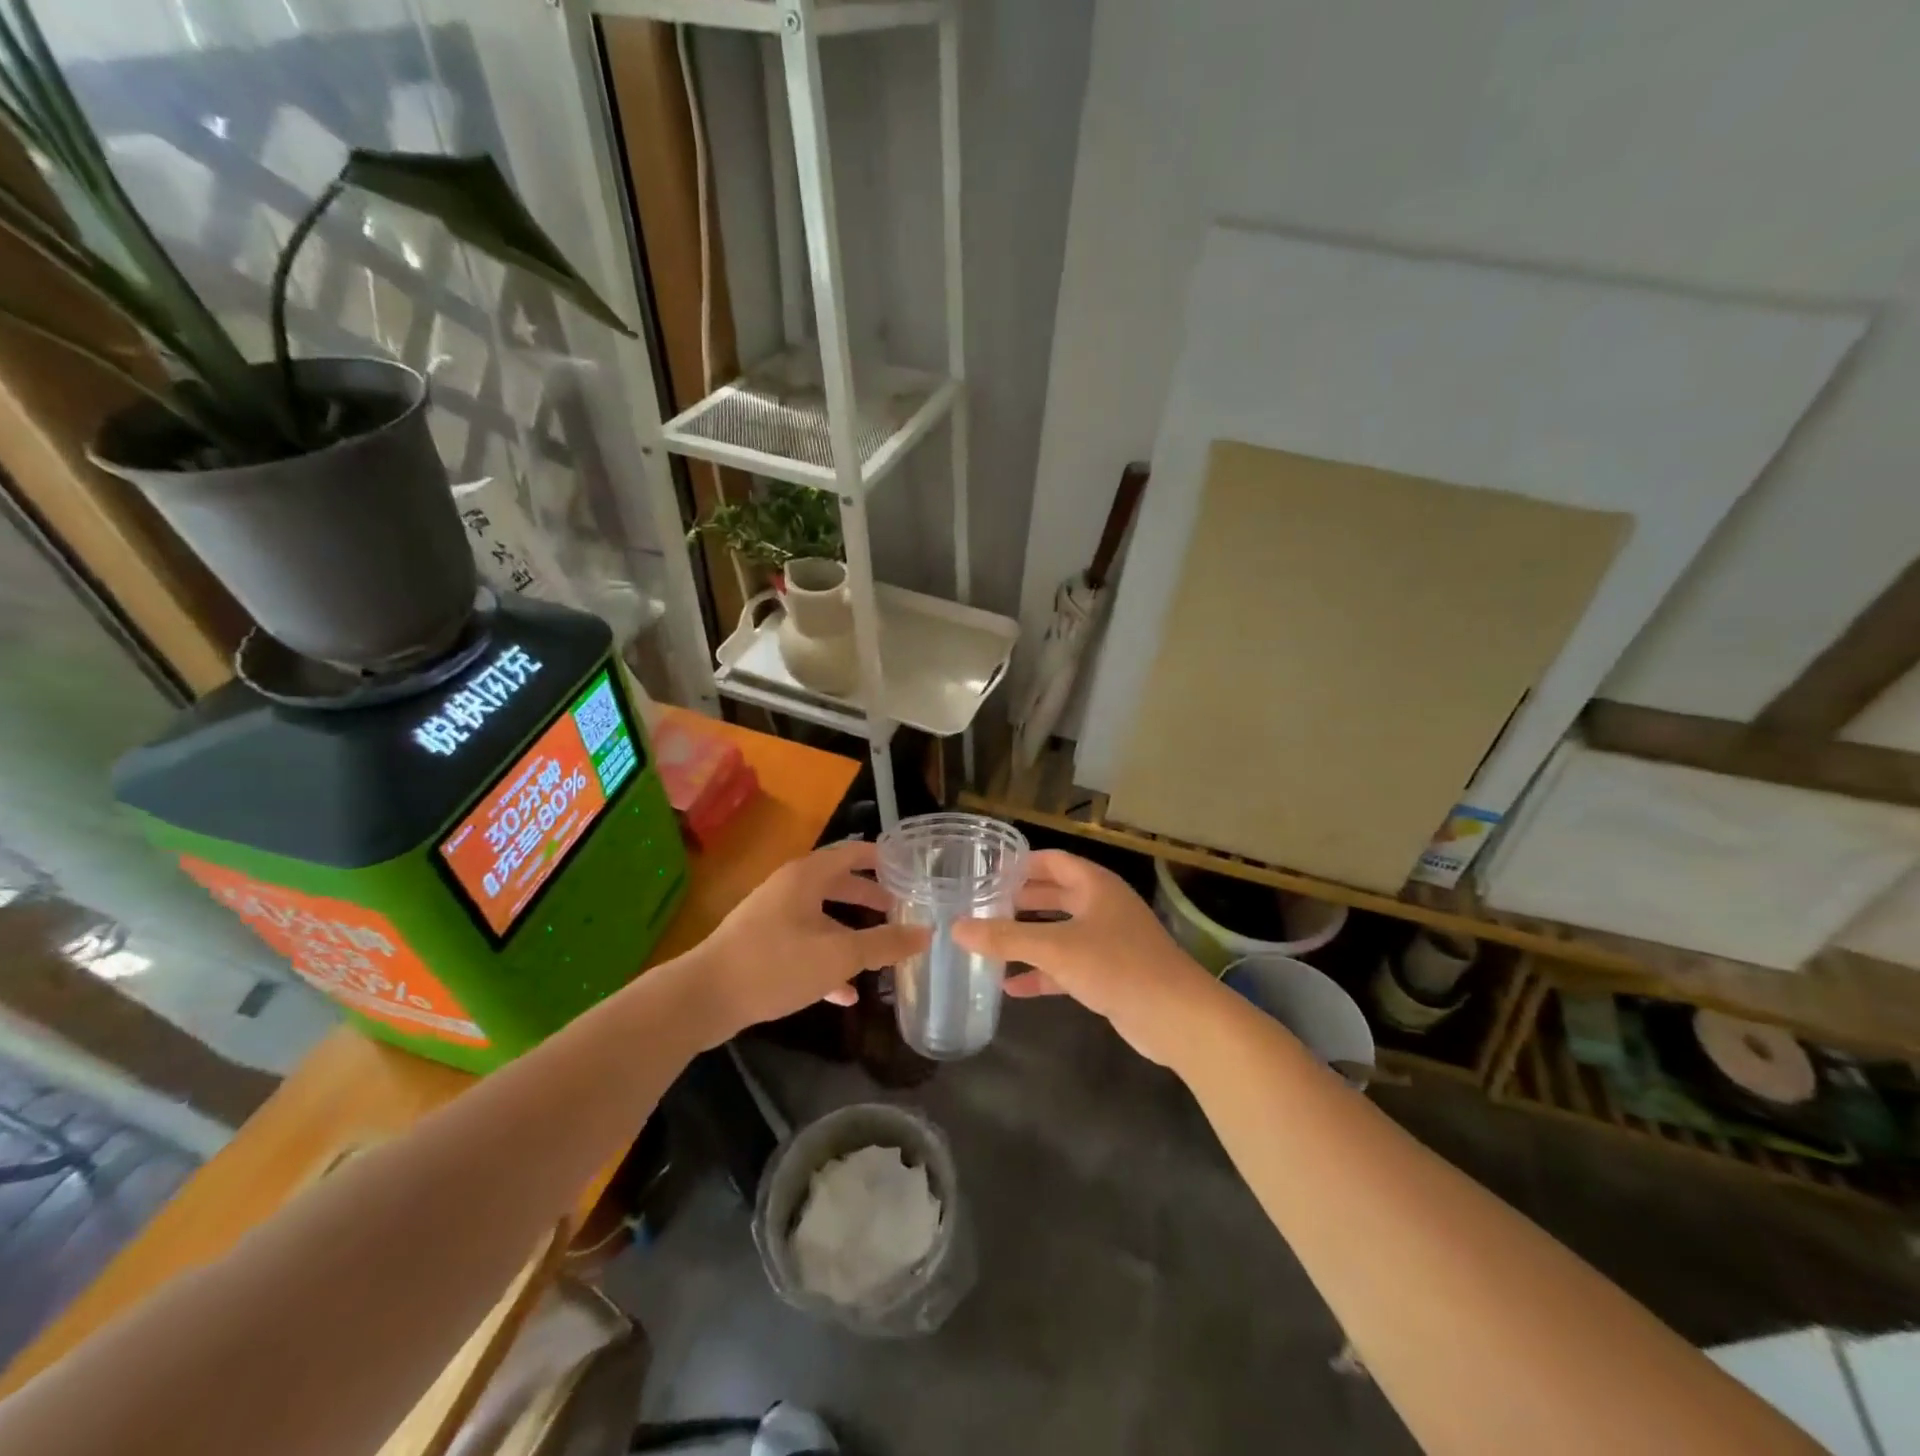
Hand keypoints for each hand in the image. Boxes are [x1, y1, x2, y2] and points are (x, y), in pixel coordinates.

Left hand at [678, 841, 929, 1044]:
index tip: (909, 867)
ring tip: (881, 950)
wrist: (704, 997)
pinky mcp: (762, 947)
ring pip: (822, 917)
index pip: (852, 852)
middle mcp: (789, 889)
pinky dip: (827, 959)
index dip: (881, 857)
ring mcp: (773, 917)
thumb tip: (926, 933)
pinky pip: (804, 945)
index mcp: (807, 876)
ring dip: (851, 931)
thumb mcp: (838, 954)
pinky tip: (846, 991)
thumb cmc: (775, 964)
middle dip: (869, 896)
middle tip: (901, 908)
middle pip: (838, 884)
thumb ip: (884, 944)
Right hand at [951, 849, 1221, 1065]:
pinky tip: (1011, 987)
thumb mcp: (1055, 949)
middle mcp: (1101, 907)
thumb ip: (1005, 939)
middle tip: (981, 906)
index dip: (1021, 864)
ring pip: (1059, 932)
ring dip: (1027, 938)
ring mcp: (1107, 941)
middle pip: (1054, 895)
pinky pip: (1067, 966)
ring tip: (988, 942)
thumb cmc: (1117, 966)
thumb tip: (956, 928)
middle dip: (1020, 901)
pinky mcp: (1109, 974)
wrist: (1177, 1017)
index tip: (987, 871)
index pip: (1053, 861)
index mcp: (1095, 886)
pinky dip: (1042, 973)